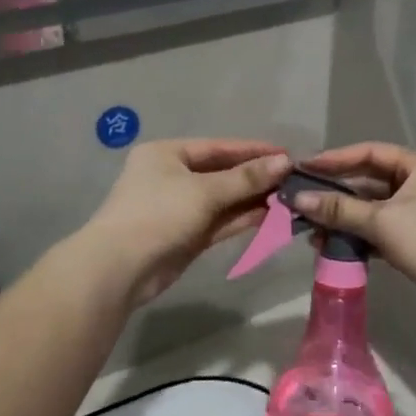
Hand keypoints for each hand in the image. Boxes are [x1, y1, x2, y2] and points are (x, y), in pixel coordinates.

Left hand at [82, 140, 292, 307]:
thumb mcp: (204, 191)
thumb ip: (245, 178)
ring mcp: (179, 208)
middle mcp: (172, 176)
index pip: (218, 147)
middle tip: (294, 179)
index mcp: (167, 153)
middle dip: (256, 177)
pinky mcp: (186, 236)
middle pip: (222, 173)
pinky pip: (220, 221)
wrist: (120, 268)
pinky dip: (242, 218)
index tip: (288, 155)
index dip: (253, 151)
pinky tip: (271, 215)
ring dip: (253, 199)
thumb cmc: (158, 214)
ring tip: (290, 197)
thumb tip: (285, 162)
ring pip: (223, 200)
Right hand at [290, 143, 415, 319]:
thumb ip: (339, 209)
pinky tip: (334, 247)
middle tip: (302, 202)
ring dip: (345, 219)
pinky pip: (382, 229)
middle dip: (336, 195)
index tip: (304, 167)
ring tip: (312, 231)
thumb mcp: (381, 222)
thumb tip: (299, 199)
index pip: (370, 153)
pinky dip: (360, 236)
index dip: (335, 159)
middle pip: (370, 182)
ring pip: (374, 208)